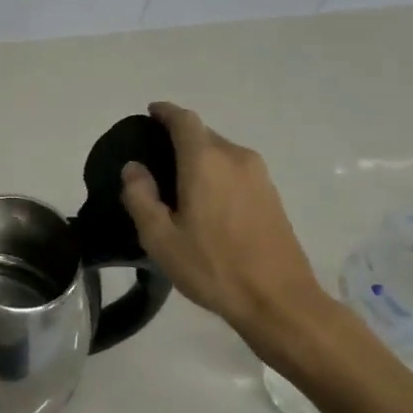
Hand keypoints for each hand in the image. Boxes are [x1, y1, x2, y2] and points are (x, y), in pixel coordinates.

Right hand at [120, 101, 328, 335]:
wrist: (279, 299)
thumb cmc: (213, 267)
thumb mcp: (161, 238)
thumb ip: (141, 197)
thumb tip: (133, 168)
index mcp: (206, 161)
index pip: (184, 120)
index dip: (165, 112)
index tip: (150, 112)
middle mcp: (236, 158)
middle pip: (204, 134)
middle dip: (180, 137)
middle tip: (156, 158)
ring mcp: (259, 176)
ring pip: (222, 152)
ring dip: (200, 157)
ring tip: (178, 182)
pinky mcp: (272, 195)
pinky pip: (236, 170)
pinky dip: (217, 173)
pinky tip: (206, 200)